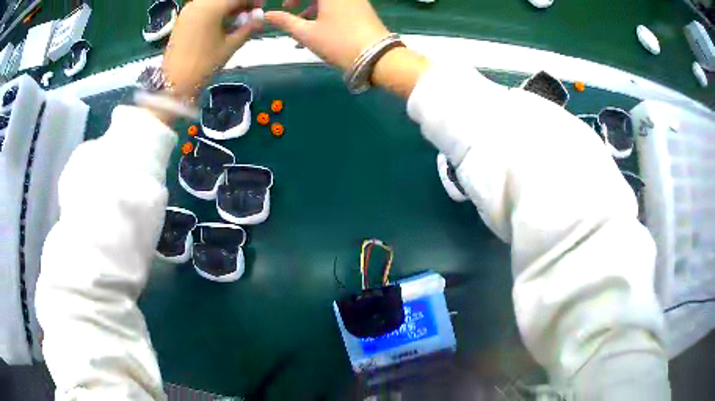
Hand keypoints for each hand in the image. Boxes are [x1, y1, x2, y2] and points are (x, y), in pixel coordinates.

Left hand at [162, 0, 262, 100]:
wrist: (175, 83)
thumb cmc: (204, 65)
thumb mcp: (230, 45)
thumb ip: (248, 28)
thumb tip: (261, 18)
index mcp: (211, 8)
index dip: (252, 2)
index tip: (260, 9)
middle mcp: (198, 3)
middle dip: (239, 4)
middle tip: (248, 15)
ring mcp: (188, 10)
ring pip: (213, 2)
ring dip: (227, 7)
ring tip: (236, 20)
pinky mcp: (182, 19)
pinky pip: (203, 7)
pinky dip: (215, 11)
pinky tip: (221, 23)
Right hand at [265, 0, 389, 70]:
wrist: (378, 57)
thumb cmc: (338, 42)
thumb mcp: (307, 33)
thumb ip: (285, 21)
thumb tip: (267, 15)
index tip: (285, 6)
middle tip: (288, 8)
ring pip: (328, 0)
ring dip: (311, 5)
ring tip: (299, 22)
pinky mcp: (362, 9)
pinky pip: (338, 4)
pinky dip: (324, 11)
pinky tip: (316, 28)